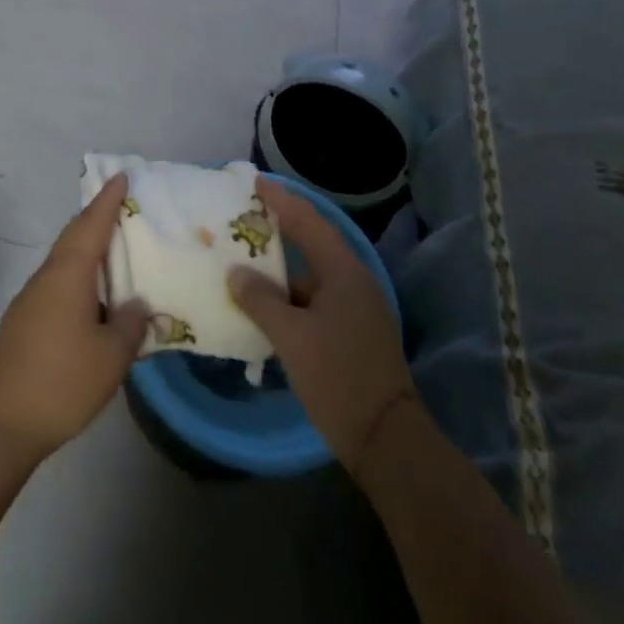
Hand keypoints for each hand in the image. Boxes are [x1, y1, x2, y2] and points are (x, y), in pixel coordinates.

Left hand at [0, 174, 149, 466]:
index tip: (120, 176)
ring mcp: (30, 300)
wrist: (1, 422)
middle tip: (122, 207)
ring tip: (115, 253)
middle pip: (73, 237)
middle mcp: (46, 277)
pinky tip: (94, 299)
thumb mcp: (111, 356)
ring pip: (64, 262)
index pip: (90, 225)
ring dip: (88, 251)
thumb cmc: (62, 381)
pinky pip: (57, 285)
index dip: (107, 200)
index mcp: (68, 274)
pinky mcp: (23, 323)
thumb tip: (136, 305)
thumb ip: (130, 325)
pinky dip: (79, 278)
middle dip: (96, 218)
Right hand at [228, 179, 419, 470]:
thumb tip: (236, 273)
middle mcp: (353, 283)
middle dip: (279, 229)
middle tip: (243, 218)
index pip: (309, 221)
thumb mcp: (292, 337)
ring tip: (243, 262)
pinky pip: (314, 301)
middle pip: (312, 244)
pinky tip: (263, 305)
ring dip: (280, 270)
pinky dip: (288, 297)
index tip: (254, 183)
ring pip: (311, 277)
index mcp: (344, 273)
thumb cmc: (338, 378)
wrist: (386, 440)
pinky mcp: (352, 333)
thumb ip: (261, 299)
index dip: (281, 199)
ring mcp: (356, 309)